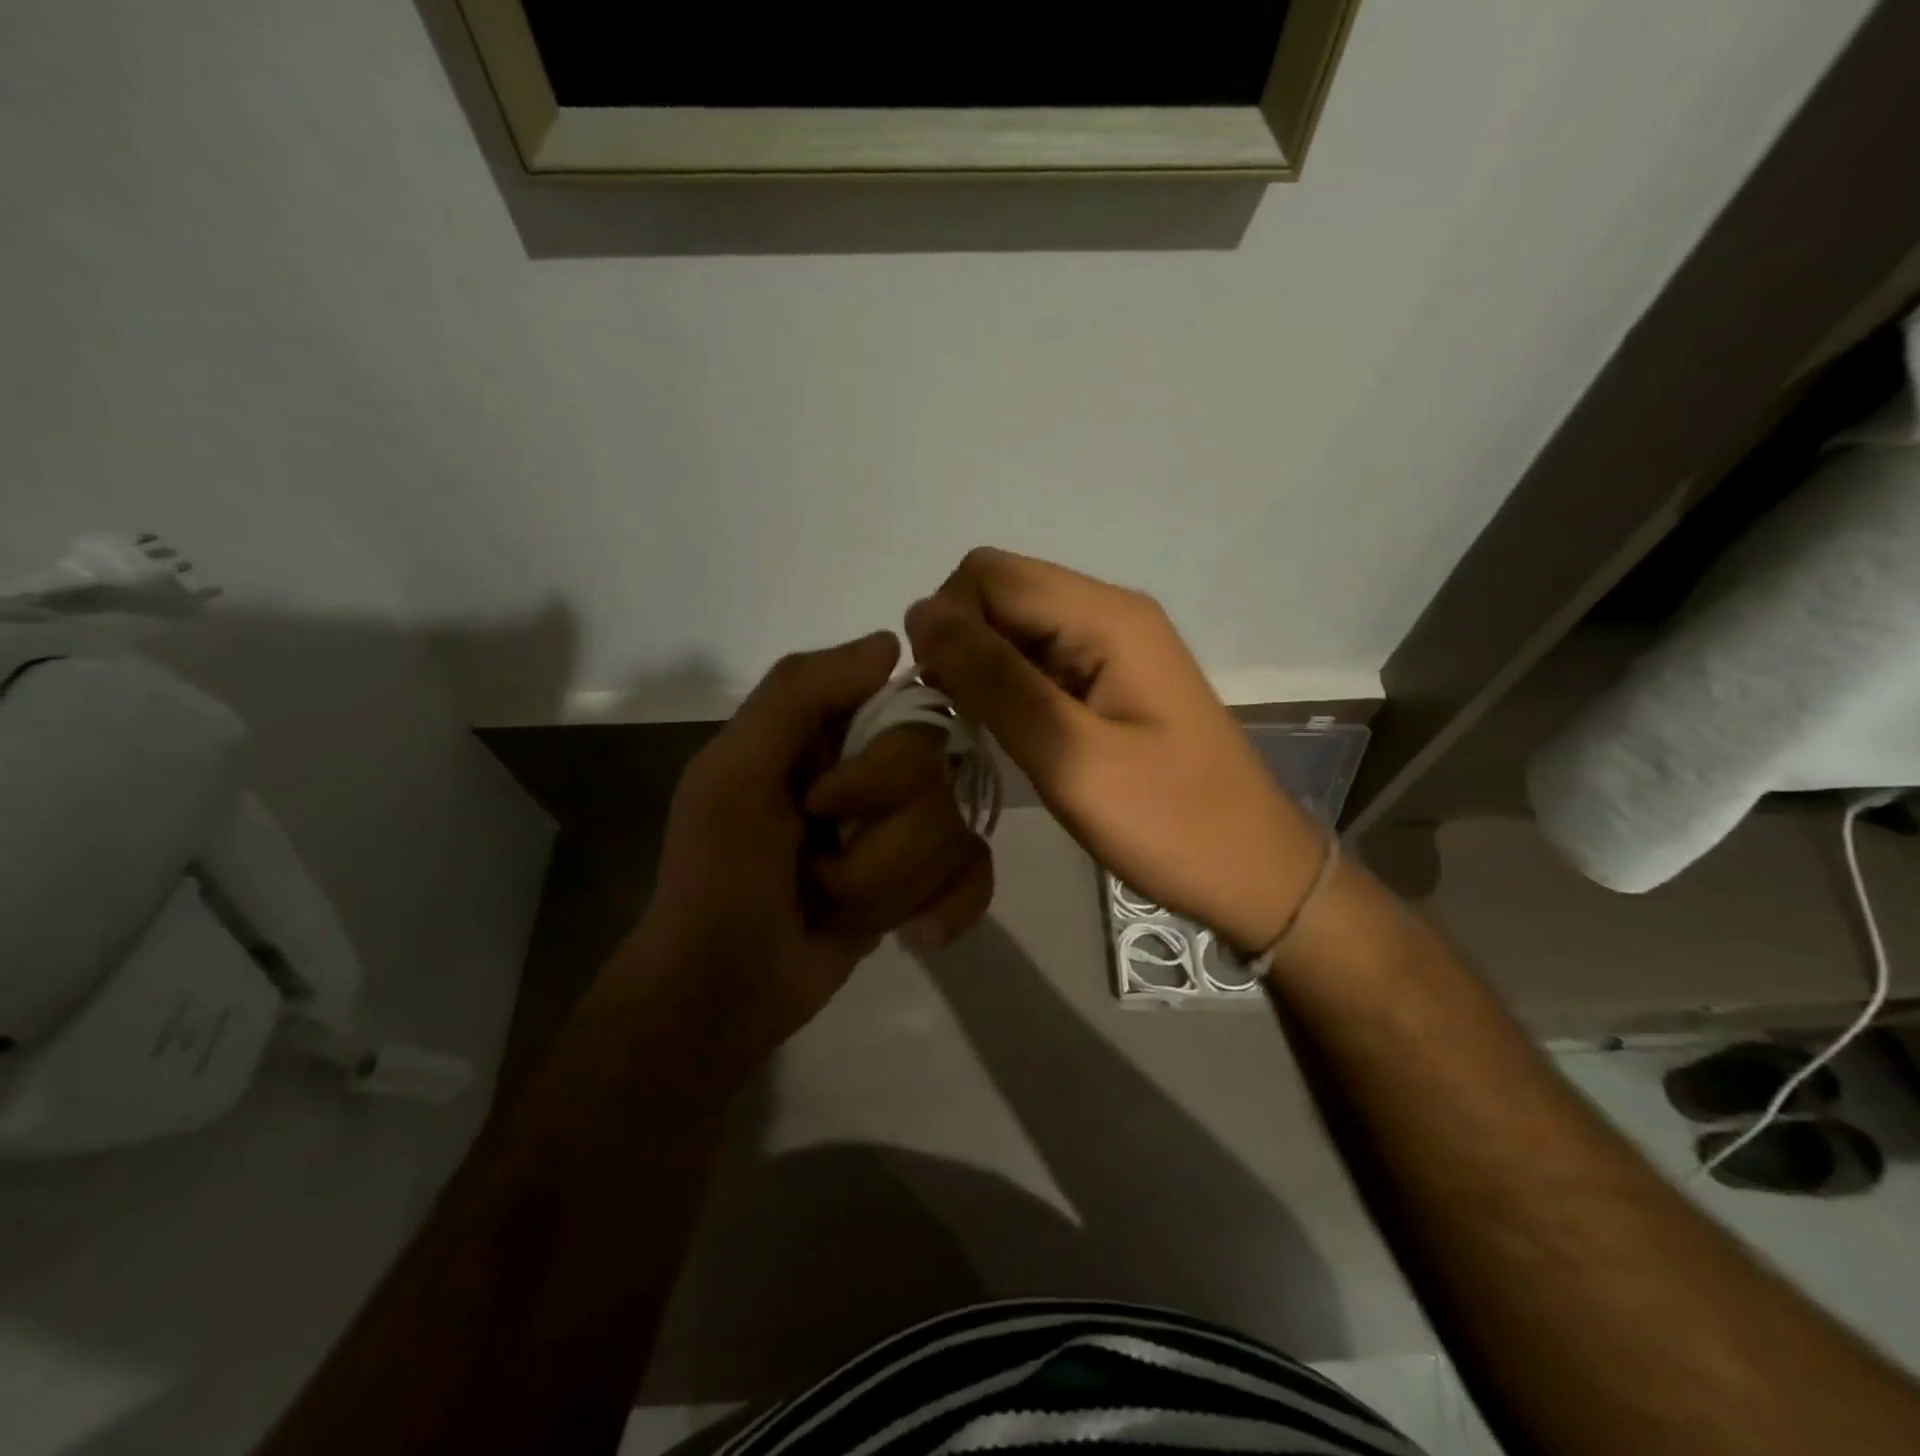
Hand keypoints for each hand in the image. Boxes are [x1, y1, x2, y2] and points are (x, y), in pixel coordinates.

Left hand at [632, 632, 992, 1070]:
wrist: (724, 992)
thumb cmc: (718, 878)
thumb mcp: (733, 775)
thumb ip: (798, 694)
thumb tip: (892, 643)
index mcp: (830, 734)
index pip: (910, 713)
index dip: (884, 769)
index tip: (832, 804)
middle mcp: (876, 770)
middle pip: (939, 784)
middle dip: (878, 847)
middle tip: (816, 869)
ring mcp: (903, 829)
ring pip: (957, 836)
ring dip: (889, 890)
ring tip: (834, 908)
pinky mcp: (923, 881)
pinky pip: (976, 874)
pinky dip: (946, 910)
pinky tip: (913, 935)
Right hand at [907, 548, 1324, 953]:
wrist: (1252, 871)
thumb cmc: (1168, 822)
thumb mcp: (1069, 755)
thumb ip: (993, 680)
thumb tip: (921, 614)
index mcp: (1105, 616)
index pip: (989, 575)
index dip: (946, 623)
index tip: (937, 694)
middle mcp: (1109, 612)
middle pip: (1001, 593)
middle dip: (961, 644)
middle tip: (959, 718)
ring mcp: (1113, 645)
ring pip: (1015, 628)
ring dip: (982, 668)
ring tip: (982, 732)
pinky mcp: (1111, 679)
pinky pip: (1039, 659)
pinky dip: (1008, 687)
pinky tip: (1012, 734)